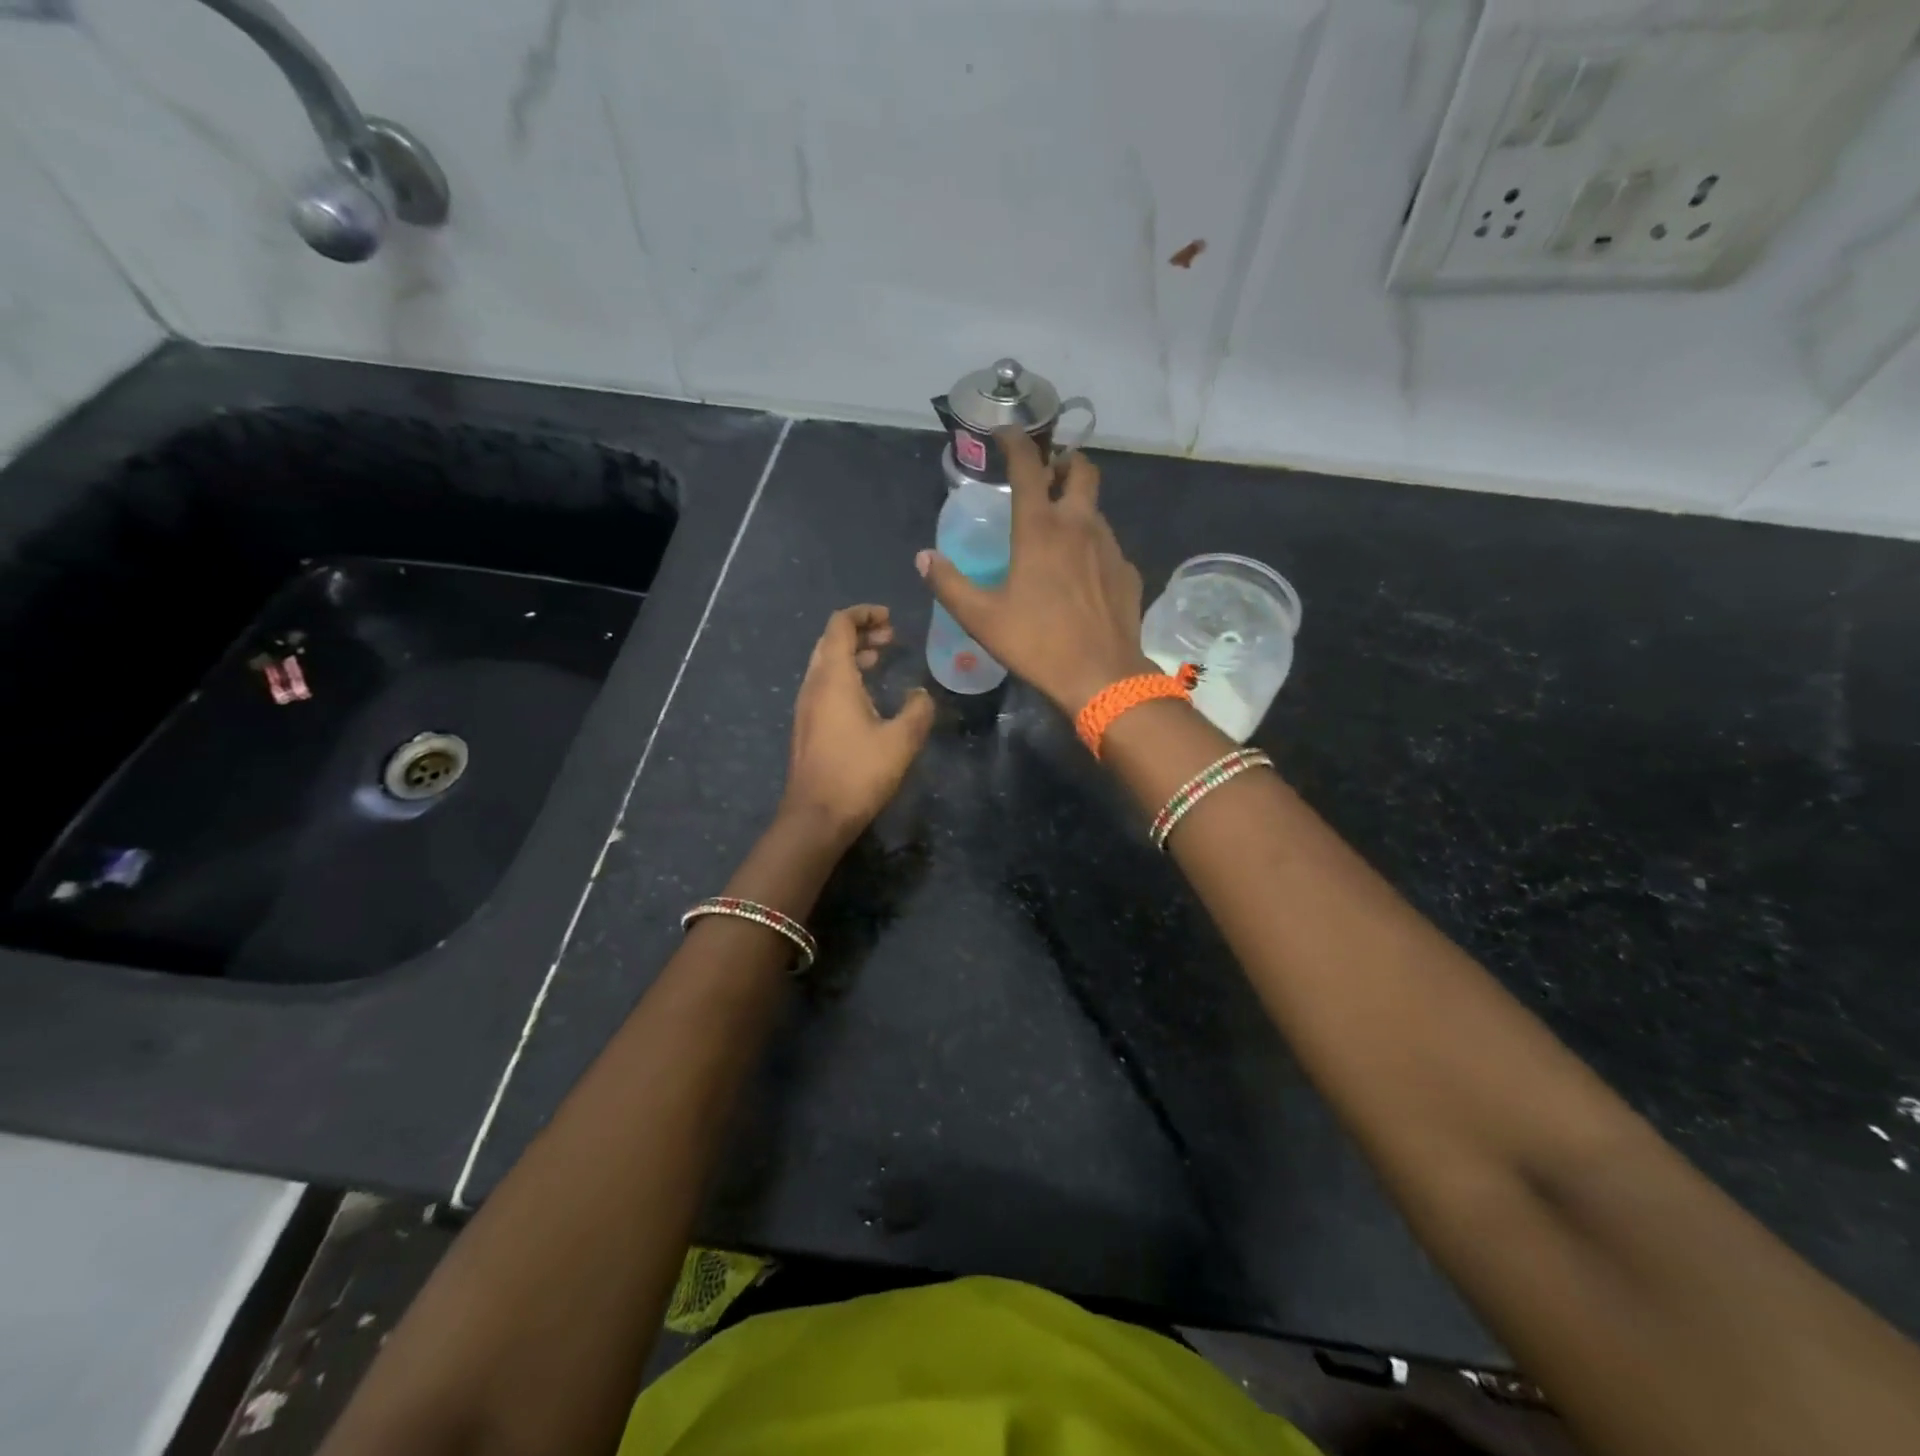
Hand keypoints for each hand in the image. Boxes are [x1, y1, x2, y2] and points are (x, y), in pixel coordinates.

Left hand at [779, 604, 934, 844]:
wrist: (816, 816)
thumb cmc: (858, 773)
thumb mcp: (901, 740)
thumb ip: (918, 710)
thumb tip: (920, 694)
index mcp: (833, 678)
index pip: (840, 625)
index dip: (864, 614)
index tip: (890, 618)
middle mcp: (813, 685)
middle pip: (830, 642)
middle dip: (860, 632)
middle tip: (891, 637)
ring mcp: (806, 707)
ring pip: (826, 664)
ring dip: (852, 655)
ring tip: (880, 659)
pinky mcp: (807, 726)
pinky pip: (824, 686)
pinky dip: (845, 676)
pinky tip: (867, 696)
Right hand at [917, 429, 1155, 715]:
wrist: (1102, 677)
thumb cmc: (1037, 643)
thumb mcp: (982, 618)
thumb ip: (949, 584)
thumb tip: (924, 558)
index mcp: (1040, 528)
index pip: (1028, 466)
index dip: (1015, 441)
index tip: (1005, 431)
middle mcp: (1079, 525)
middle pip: (1081, 471)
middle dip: (1064, 462)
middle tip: (1048, 474)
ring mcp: (1109, 547)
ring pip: (1097, 509)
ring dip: (1079, 505)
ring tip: (1060, 529)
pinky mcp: (1126, 573)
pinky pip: (1108, 546)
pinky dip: (1092, 545)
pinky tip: (1082, 573)